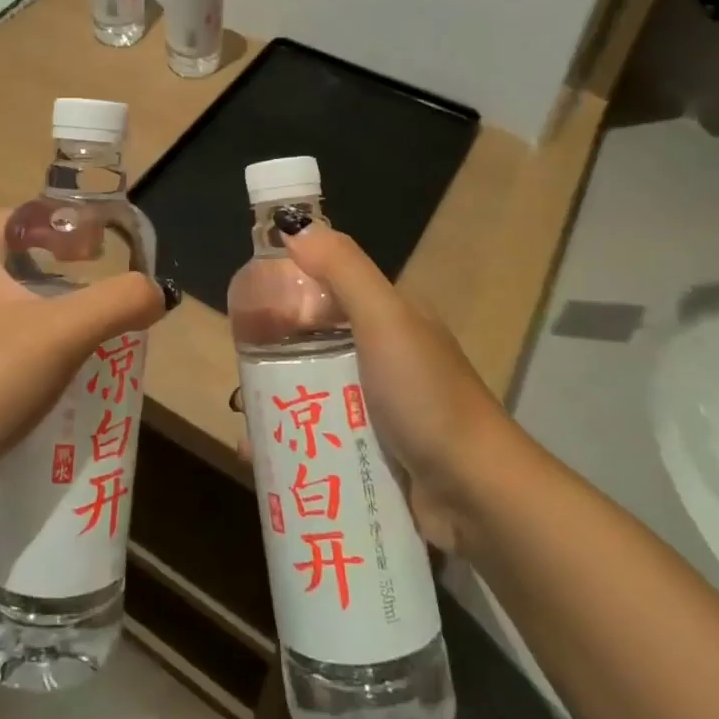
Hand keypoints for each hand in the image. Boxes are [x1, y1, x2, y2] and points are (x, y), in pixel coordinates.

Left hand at [0, 209, 168, 487]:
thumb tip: (157, 293)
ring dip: (43, 309)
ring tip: (84, 328)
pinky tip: (57, 375)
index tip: (87, 240)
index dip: (49, 219)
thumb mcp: (64, 332)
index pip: (9, 216)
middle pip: (8, 259)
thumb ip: (118, 303)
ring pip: (4, 306)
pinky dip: (30, 349)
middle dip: (52, 265)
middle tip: (92, 281)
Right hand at [274, 220, 515, 548]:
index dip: (285, 295)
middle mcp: (382, 356)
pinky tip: (260, 457)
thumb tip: (294, 224)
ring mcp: (378, 407)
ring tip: (244, 425)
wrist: (478, 494)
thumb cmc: (427, 396)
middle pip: (312, 345)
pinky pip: (321, 437)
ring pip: (312, 393)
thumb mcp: (385, 319)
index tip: (244, 316)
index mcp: (388, 317)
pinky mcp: (373, 451)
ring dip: (277, 405)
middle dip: (272, 359)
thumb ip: (342, 269)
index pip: (325, 291)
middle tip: (240, 382)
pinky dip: (291, 443)